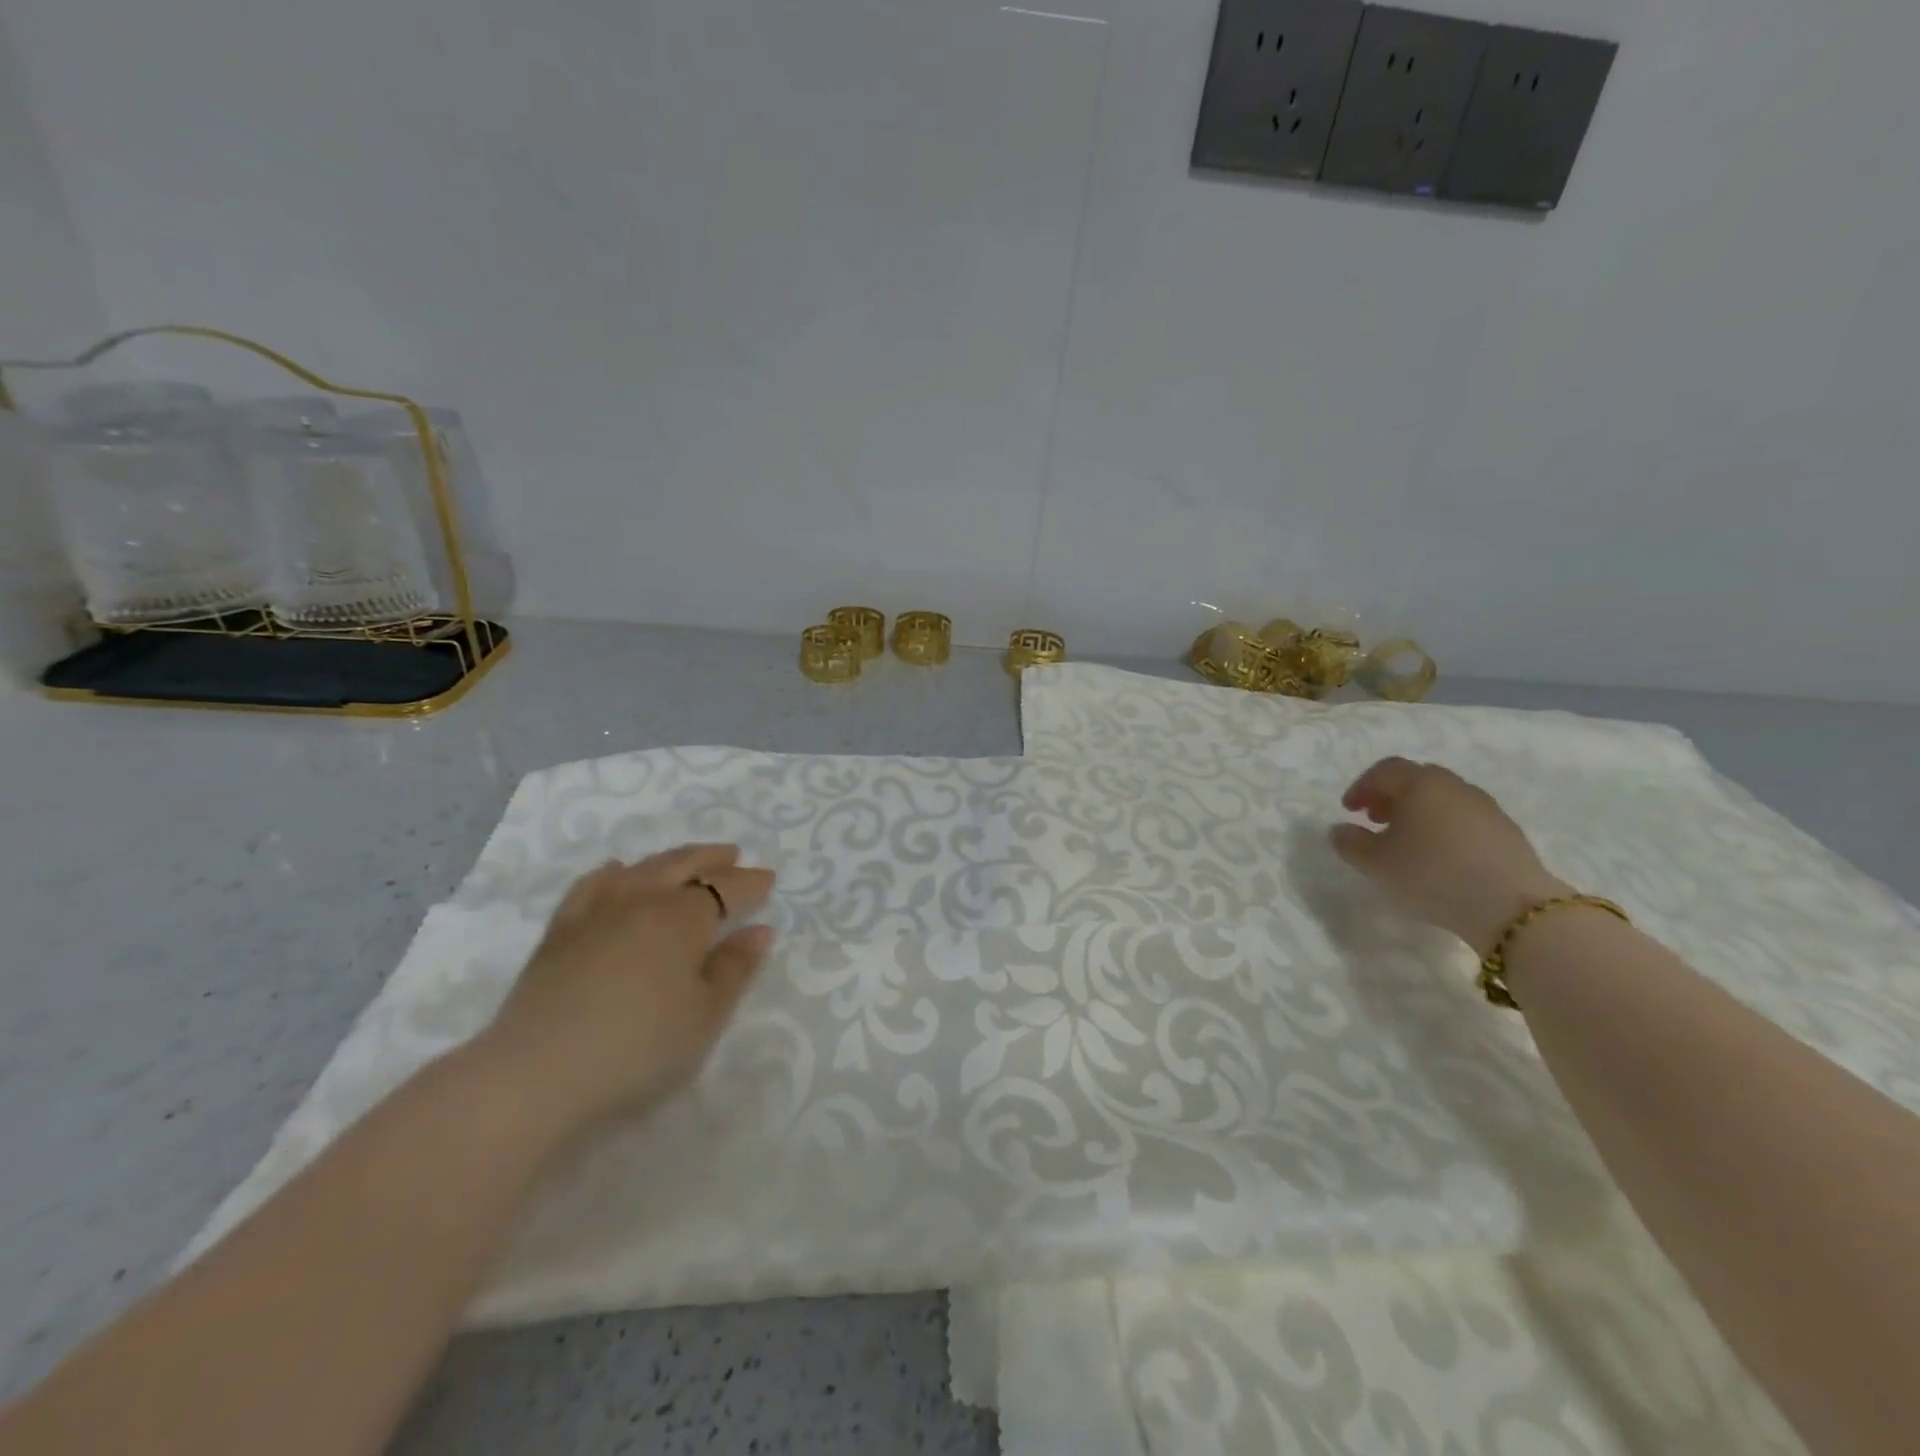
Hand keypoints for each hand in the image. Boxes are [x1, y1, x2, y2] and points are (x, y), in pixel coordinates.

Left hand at [478, 844, 775, 1131]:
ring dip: (672, 860)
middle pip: (684, 865)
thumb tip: (759, 931)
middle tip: (734, 856)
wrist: (537, 1073)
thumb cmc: (638, 1047)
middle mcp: (642, 899)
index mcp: (683, 918)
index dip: (750, 884)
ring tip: (687, 860)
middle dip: (713, 859)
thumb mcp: (705, 1016)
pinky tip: (619, 872)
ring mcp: (596, 909)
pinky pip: (593, 884)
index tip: (769, 880)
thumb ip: (735, 969)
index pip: (726, 889)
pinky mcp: (561, 929)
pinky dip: (614, 872)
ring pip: (642, 868)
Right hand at [1328, 757, 1568, 955]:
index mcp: (1420, 784)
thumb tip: (1340, 830)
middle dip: (1392, 796)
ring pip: (1444, 799)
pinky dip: (1446, 828)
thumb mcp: (1374, 863)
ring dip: (1421, 813)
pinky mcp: (1508, 833)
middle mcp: (1455, 787)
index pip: (1385, 770)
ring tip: (1409, 842)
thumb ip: (1350, 843)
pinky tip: (1441, 857)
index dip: (1362, 786)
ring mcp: (1487, 808)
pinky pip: (1466, 820)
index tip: (1349, 810)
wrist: (1511, 907)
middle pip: (1417, 780)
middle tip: (1376, 820)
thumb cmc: (1430, 874)